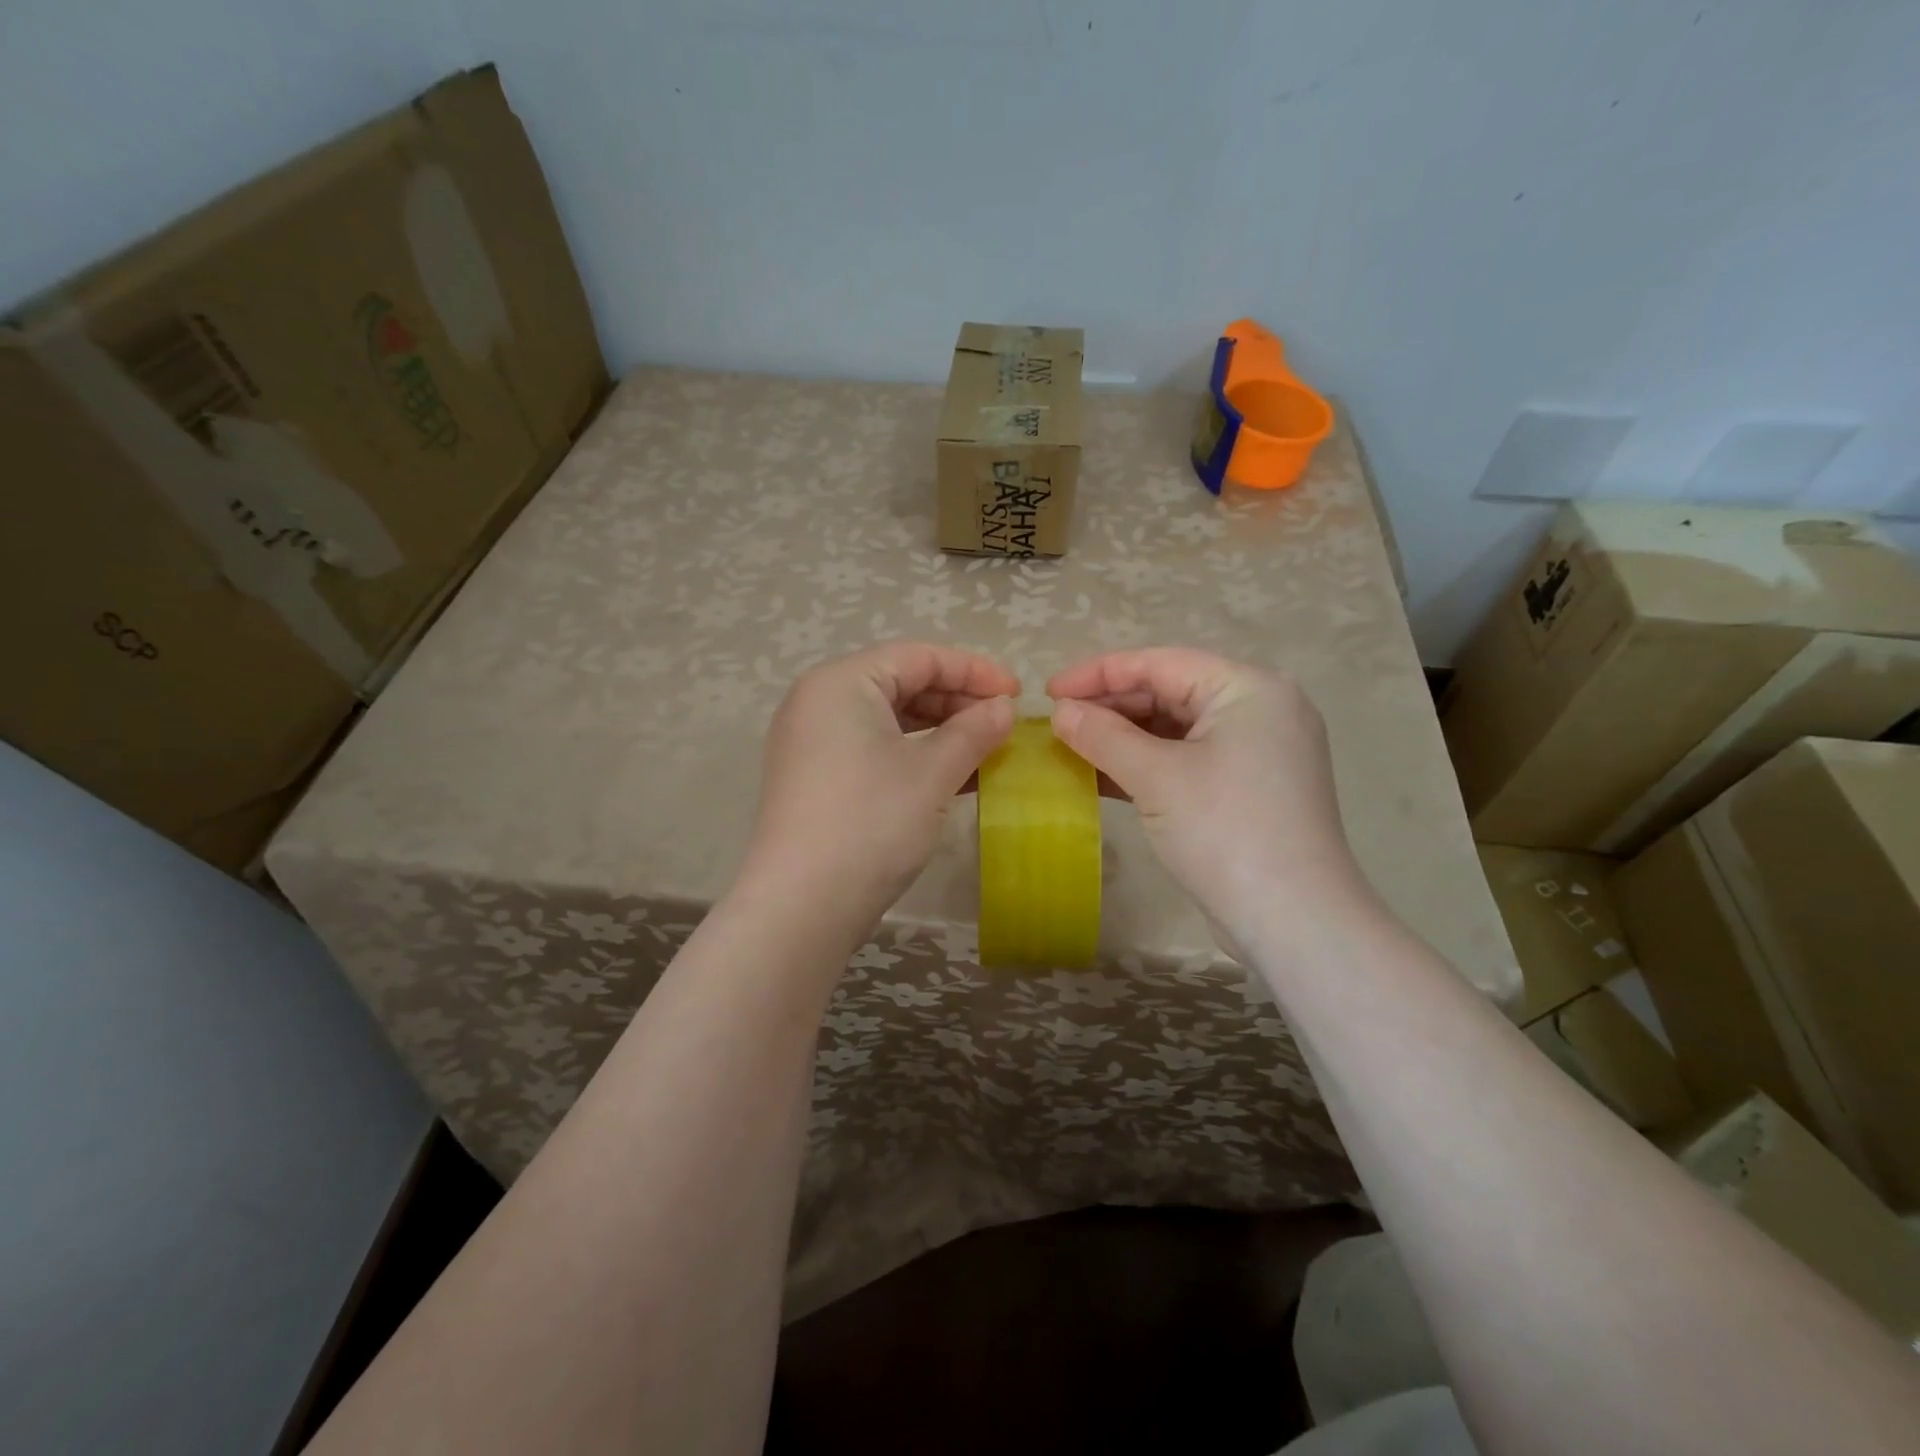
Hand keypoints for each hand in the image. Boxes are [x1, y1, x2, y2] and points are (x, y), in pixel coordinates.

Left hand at [736, 642, 1017, 942]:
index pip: (918, 657)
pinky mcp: (817, 779)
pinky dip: (914, 757)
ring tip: (986, 752)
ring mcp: (813, 743)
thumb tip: (1003, 708)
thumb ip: (974, 731)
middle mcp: (819, 702)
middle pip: (901, 684)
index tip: (1017, 693)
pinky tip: (955, 778)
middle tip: (1003, 725)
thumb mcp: (932, 772)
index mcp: (841, 683)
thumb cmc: (871, 822)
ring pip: (889, 721)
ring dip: (941, 732)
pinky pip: (874, 750)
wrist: (803, 906)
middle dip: (957, 702)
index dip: (974, 671)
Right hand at [1048, 647, 1369, 947]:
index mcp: (1248, 689)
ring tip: (1070, 748)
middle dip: (1110, 707)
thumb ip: (1102, 736)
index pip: (1161, 663)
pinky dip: (1144, 766)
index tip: (1048, 691)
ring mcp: (1255, 752)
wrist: (1292, 921)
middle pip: (1169, 693)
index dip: (1099, 673)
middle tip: (1057, 723)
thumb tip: (1060, 713)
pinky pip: (1185, 761)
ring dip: (1122, 739)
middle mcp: (1258, 710)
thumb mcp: (1156, 777)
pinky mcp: (1246, 789)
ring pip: (1175, 730)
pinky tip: (1100, 776)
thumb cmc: (1224, 831)